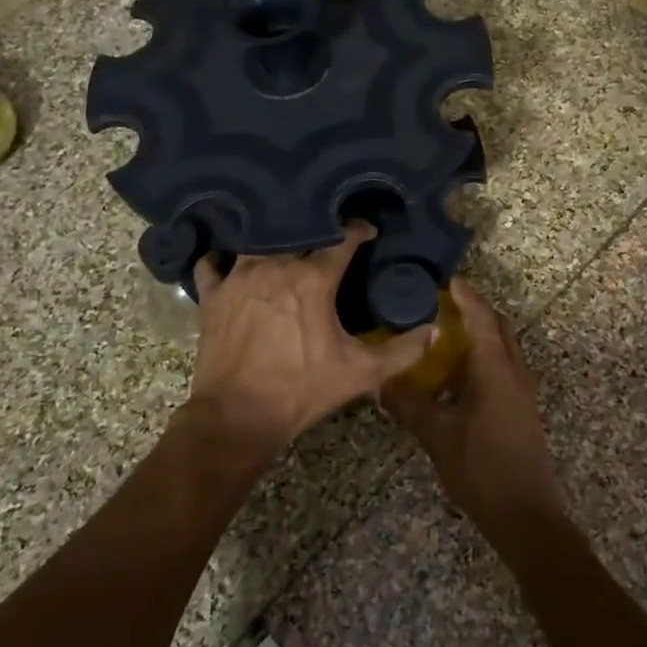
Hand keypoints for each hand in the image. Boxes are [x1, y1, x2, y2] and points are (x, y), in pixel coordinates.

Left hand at [185, 225, 435, 459]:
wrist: (238, 417)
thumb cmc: (302, 391)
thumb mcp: (361, 374)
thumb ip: (402, 351)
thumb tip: (434, 331)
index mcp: (313, 279)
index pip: (342, 239)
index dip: (359, 231)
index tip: (367, 231)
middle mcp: (275, 266)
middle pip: (298, 232)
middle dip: (315, 229)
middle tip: (326, 236)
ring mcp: (238, 277)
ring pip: (256, 240)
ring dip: (271, 239)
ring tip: (282, 243)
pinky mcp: (212, 294)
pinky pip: (212, 264)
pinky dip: (221, 259)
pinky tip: (228, 261)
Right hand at [381, 278, 566, 542]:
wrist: (526, 516)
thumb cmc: (482, 468)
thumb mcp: (437, 435)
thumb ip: (408, 405)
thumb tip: (380, 382)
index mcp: (496, 367)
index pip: (481, 315)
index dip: (464, 294)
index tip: (443, 278)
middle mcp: (514, 370)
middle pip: (498, 326)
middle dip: (473, 309)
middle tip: (439, 304)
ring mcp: (522, 390)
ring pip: (502, 347)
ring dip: (478, 334)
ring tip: (442, 334)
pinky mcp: (521, 408)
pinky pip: (502, 368)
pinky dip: (481, 358)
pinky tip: (454, 376)